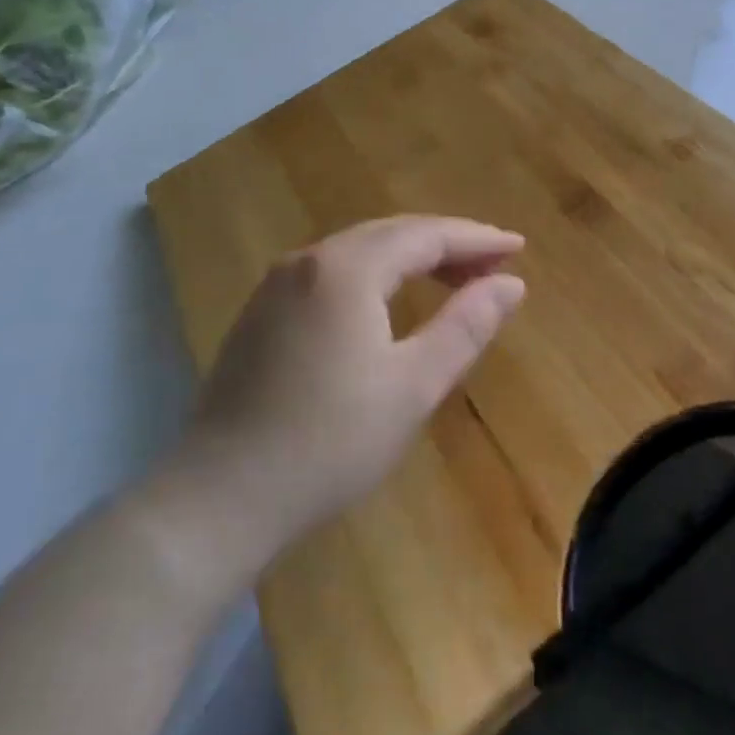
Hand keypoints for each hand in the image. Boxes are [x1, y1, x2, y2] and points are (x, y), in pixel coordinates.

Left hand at [151, 216, 525, 590]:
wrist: (217, 500)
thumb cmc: (329, 442)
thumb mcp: (413, 386)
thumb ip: (465, 326)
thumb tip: (510, 284)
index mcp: (348, 269)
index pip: (427, 235)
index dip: (476, 239)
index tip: (517, 248)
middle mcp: (309, 261)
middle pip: (393, 234)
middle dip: (447, 245)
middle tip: (493, 266)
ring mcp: (278, 285)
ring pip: (361, 251)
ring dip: (412, 258)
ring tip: (453, 281)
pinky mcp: (262, 314)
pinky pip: (334, 273)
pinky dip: (376, 275)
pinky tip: (390, 302)